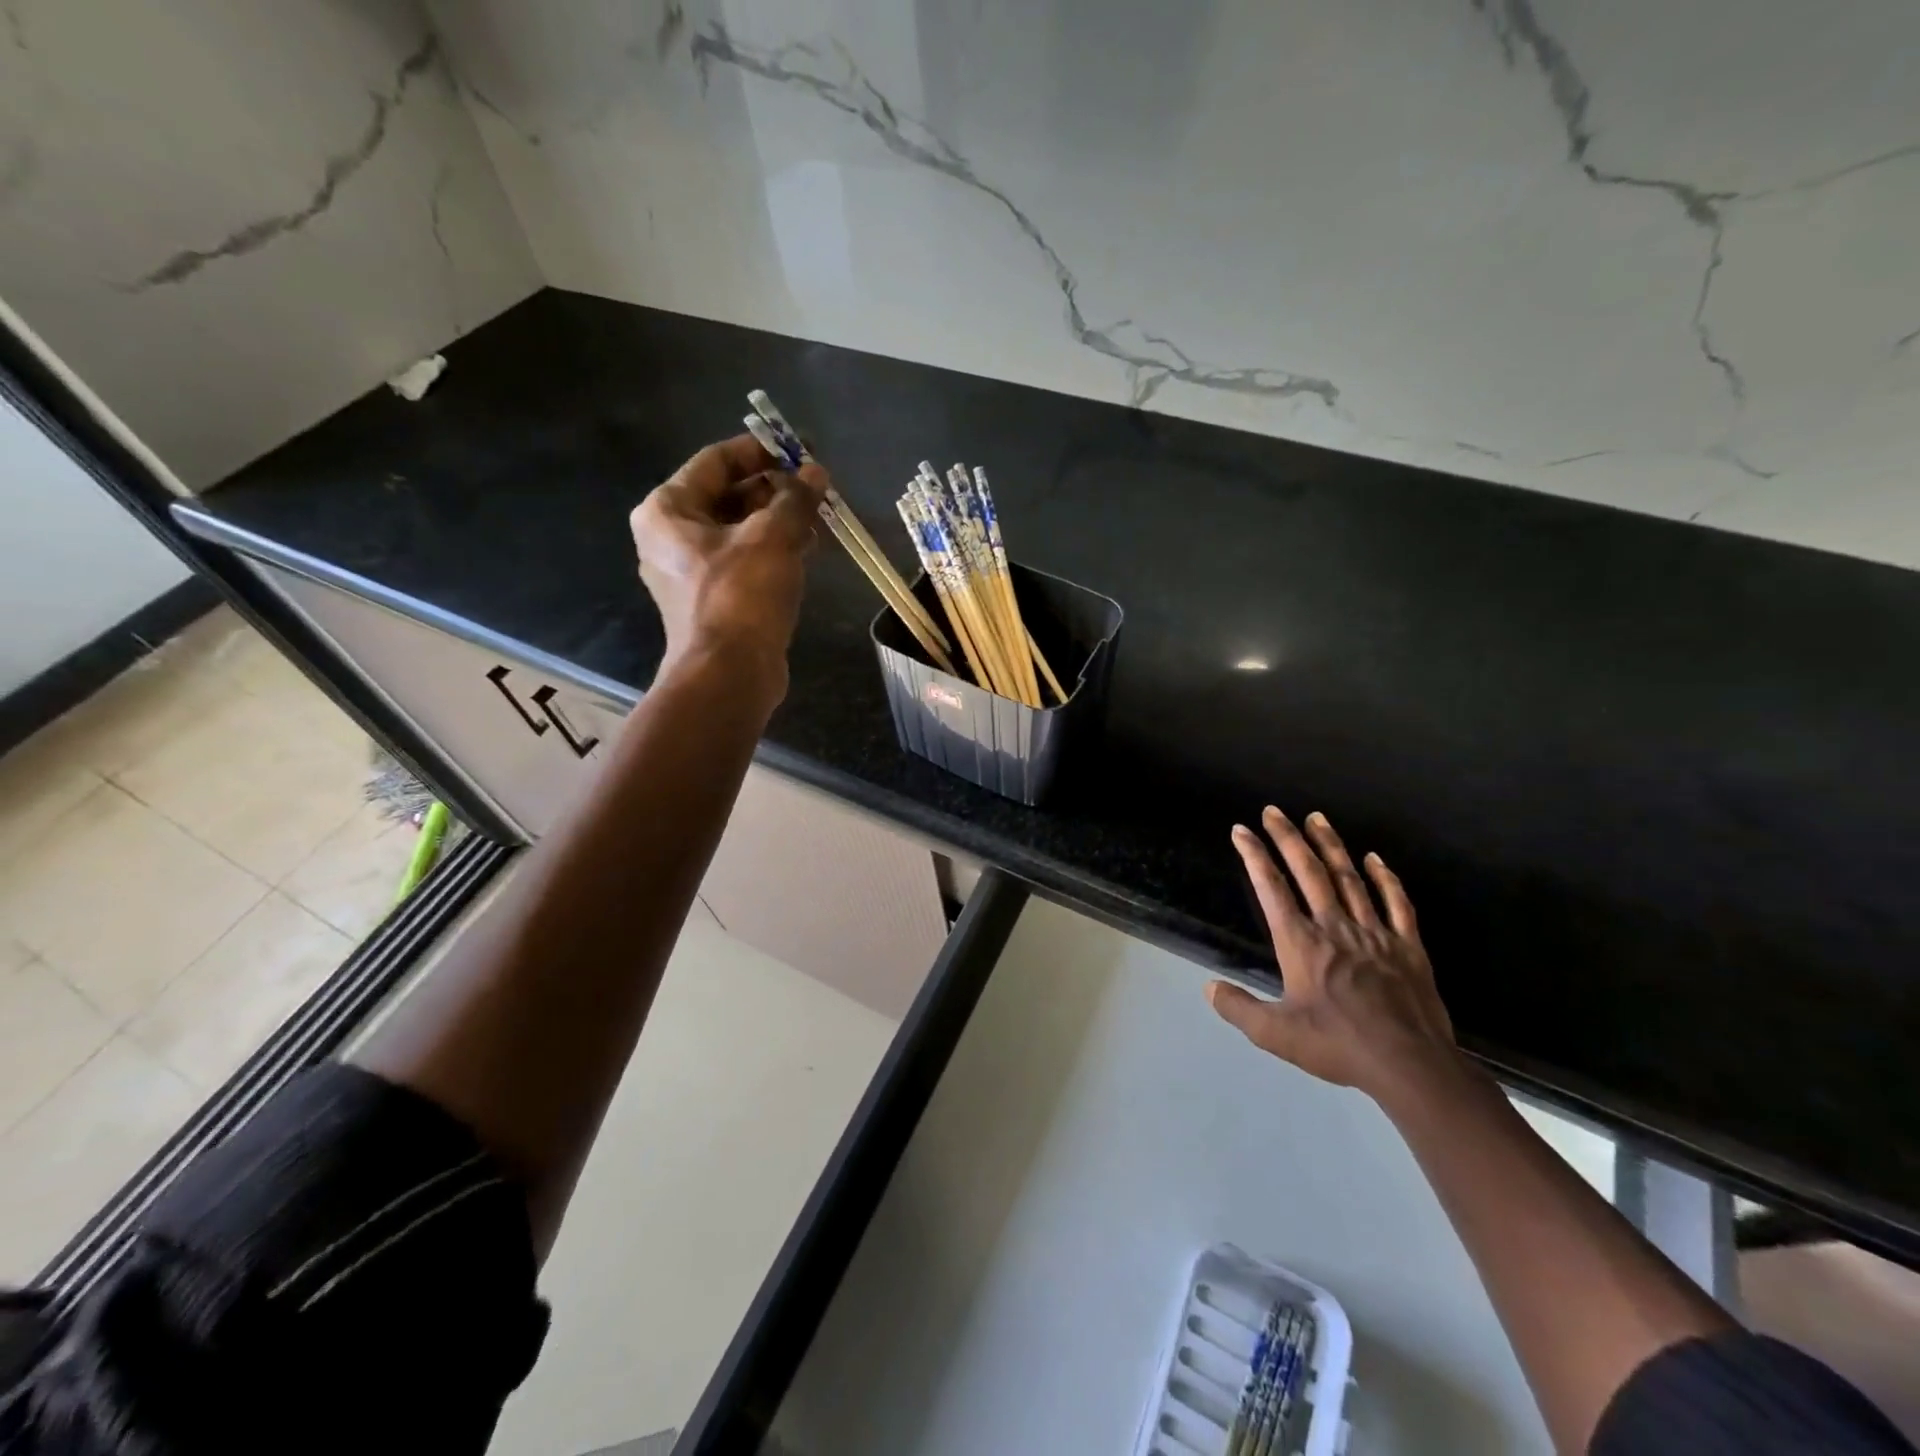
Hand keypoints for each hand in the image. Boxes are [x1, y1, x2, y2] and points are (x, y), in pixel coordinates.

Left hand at [630, 434, 829, 698]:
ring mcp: (691, 571)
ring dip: (779, 520)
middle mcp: (671, 536)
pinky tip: (808, 549)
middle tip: (817, 486)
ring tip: (820, 517)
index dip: (761, 450)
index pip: (717, 461)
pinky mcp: (714, 600)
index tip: (800, 448)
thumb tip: (815, 473)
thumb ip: (795, 498)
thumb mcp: (773, 537)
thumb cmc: (742, 595)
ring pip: (740, 530)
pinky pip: (744, 560)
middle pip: (728, 495)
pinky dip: (774, 550)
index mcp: (668, 510)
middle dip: (775, 489)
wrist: (729, 675)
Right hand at [1206, 806, 1458, 1105]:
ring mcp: (1374, 933)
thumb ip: (1239, 1008)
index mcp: (1301, 943)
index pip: (1271, 888)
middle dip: (1287, 838)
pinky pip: (1396, 903)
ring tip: (1316, 818)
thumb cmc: (1338, 1046)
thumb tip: (1209, 988)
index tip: (1241, 831)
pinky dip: (1385, 878)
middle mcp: (1334, 927)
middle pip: (1308, 871)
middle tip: (1273, 811)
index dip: (1254, 855)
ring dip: (1330, 846)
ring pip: (1349, 878)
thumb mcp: (1275, 1034)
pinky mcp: (1407, 947)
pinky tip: (1375, 859)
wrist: (1409, 1065)